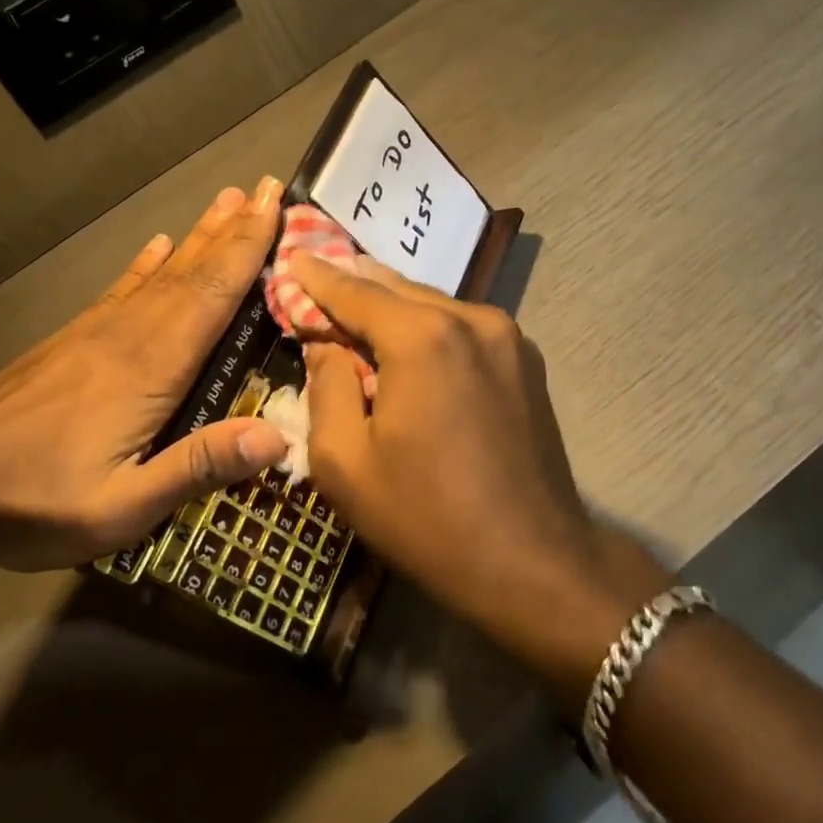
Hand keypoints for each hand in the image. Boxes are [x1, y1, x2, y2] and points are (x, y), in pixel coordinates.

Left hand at [0, 181, 290, 573]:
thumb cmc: (35, 500)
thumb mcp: (123, 505)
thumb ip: (198, 467)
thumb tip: (277, 434)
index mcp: (152, 366)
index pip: (213, 294)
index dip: (249, 249)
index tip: (276, 206)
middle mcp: (130, 333)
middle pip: (194, 271)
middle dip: (235, 229)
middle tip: (267, 187)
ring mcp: (98, 331)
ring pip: (162, 272)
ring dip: (200, 235)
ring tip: (227, 201)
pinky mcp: (74, 340)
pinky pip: (123, 288)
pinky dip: (147, 263)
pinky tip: (159, 245)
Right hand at [292, 254, 672, 694]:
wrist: (533, 564)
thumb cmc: (426, 518)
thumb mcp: (345, 462)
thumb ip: (327, 385)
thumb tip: (326, 343)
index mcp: (422, 337)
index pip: (354, 290)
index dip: (316, 276)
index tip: (290, 257)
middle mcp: (471, 319)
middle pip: (397, 288)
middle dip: (354, 284)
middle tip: (317, 278)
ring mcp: (508, 337)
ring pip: (434, 306)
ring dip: (393, 308)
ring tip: (358, 312)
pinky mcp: (527, 361)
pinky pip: (463, 329)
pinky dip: (429, 328)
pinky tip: (410, 347)